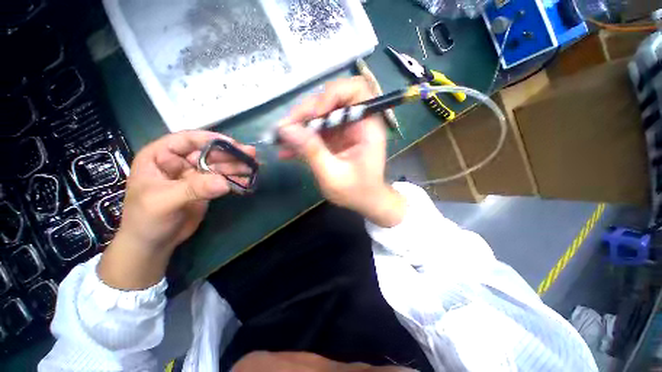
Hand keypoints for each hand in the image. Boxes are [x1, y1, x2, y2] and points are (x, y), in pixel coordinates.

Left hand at [99, 131, 254, 288]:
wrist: (154, 243)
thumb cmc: (147, 219)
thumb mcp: (164, 202)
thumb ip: (193, 189)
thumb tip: (223, 183)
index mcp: (160, 156)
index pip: (187, 140)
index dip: (211, 139)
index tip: (234, 144)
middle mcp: (179, 162)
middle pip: (208, 152)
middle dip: (230, 153)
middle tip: (252, 155)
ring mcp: (194, 175)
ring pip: (218, 165)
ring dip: (236, 166)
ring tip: (253, 167)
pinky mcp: (205, 187)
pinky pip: (223, 179)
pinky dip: (235, 179)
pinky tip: (247, 180)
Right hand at [278, 77, 405, 227]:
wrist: (365, 201)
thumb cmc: (357, 192)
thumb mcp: (333, 175)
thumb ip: (312, 151)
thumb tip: (285, 129)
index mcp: (367, 126)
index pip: (356, 89)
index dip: (332, 93)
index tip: (314, 113)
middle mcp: (357, 121)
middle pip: (330, 100)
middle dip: (305, 112)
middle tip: (285, 129)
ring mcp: (344, 128)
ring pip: (318, 114)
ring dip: (298, 125)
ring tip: (280, 140)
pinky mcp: (335, 137)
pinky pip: (316, 129)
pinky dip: (301, 137)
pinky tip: (287, 150)